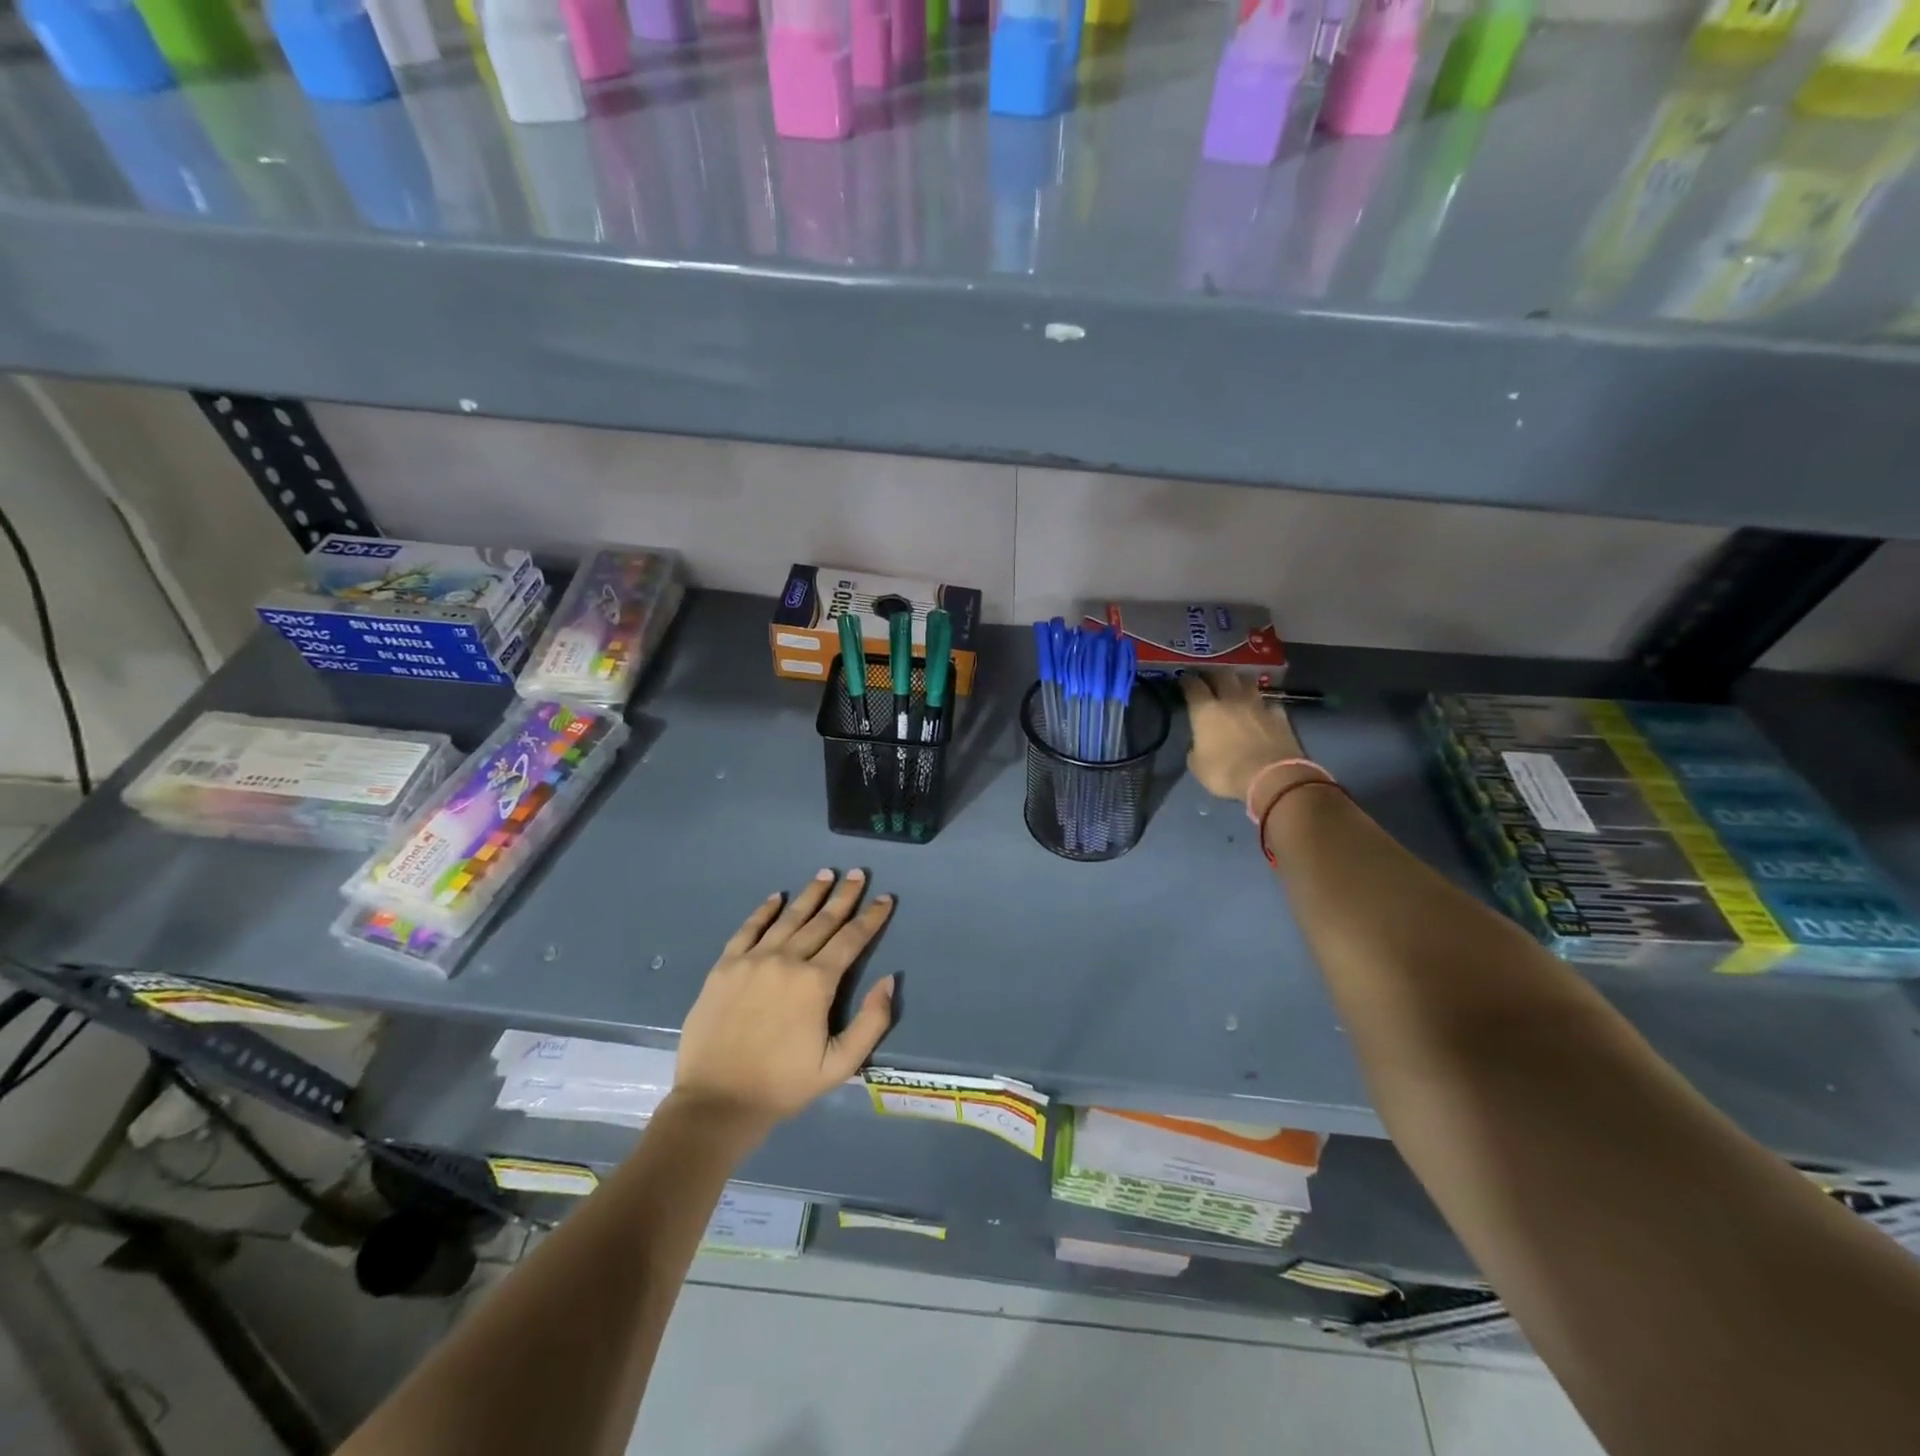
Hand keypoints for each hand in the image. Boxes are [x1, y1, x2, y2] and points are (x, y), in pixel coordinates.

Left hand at [673, 869, 896, 1132]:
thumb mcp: (840, 1065)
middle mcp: (786, 960)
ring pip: (788, 918)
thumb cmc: (783, 1085)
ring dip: (809, 894)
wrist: (717, 1102)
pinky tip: (776, 897)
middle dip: (844, 896)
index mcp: (816, 983)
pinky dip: (764, 910)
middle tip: (857, 873)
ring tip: (825, 874)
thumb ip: (871, 1022)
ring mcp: (752, 960)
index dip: (871, 917)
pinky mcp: (724, 967)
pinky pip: (748, 929)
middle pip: (822, 920)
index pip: (851, 939)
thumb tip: (889, 980)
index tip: (885, 898)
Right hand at [1181, 671, 1304, 805]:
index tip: (1183, 680)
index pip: (1193, 686)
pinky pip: (1268, 702)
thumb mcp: (1198, 766)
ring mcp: (1258, 705)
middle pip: (1222, 674)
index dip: (1187, 681)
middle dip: (1213, 674)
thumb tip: (1199, 744)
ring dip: (1239, 682)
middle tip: (1208, 679)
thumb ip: (1196, 749)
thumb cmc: (1226, 773)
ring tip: (1235, 688)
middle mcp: (1231, 700)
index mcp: (1206, 710)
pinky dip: (1262, 704)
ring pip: (1247, 682)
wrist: (1271, 778)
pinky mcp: (1280, 715)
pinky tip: (1261, 710)